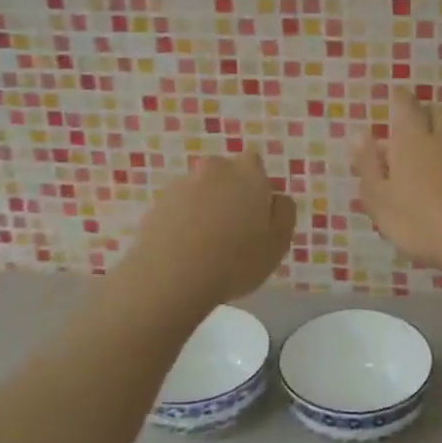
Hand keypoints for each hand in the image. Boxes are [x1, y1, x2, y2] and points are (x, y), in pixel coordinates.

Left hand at [128, 152, 296, 304]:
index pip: (254, 165)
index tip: (257, 216)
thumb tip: (276, 198)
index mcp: (247, 172)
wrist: (171, 276)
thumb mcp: (279, 242)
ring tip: (205, 248)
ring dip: (204, 210)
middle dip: (229, 195)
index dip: (257, 188)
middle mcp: (213, 170)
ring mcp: (181, 185)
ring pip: (200, 193)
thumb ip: (284, 213)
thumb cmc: (236, 259)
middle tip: (233, 231)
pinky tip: (185, 252)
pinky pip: (177, 211)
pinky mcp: (157, 205)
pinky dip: (182, 224)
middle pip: (225, 177)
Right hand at [354, 93, 441, 271]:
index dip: (399, 100)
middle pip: (437, 113)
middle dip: (425, 116)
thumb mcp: (380, 198)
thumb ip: (368, 164)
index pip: (406, 104)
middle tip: (414, 132)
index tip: (395, 99)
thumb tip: (358, 133)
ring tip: (438, 154)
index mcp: (413, 137)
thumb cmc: (420, 220)